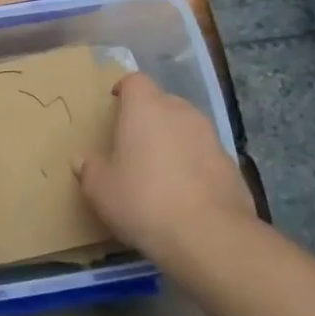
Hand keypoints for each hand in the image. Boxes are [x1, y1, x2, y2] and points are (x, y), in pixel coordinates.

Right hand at [74, 72, 257, 272]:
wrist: (208, 235)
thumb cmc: (142, 200)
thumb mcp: (100, 189)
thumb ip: (89, 169)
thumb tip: (83, 160)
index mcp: (145, 108)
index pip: (135, 81)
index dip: (124, 90)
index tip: (115, 105)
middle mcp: (181, 112)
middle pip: (162, 102)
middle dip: (148, 117)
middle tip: (133, 143)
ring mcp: (211, 137)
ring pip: (186, 128)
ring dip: (173, 141)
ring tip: (159, 170)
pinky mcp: (231, 164)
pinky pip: (204, 155)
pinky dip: (193, 165)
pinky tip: (184, 193)